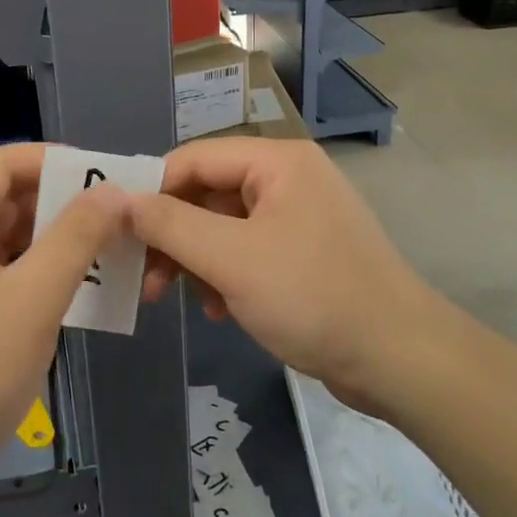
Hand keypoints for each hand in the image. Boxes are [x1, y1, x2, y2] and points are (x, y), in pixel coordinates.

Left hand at [0, 143, 127, 512]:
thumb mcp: (32, 299)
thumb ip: (76, 238)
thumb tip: (113, 191)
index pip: (2, 163)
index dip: (54, 159)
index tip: (105, 174)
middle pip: (7, 199)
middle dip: (63, 203)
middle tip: (118, 217)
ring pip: (10, 240)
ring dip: (57, 242)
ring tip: (110, 252)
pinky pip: (5, 276)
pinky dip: (41, 275)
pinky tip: (79, 293)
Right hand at [131, 139, 437, 411]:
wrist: (399, 359)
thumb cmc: (312, 296)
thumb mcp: (231, 259)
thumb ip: (169, 224)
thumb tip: (120, 200)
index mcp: (277, 162)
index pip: (193, 158)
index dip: (151, 190)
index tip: (117, 230)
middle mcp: (287, 179)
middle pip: (206, 194)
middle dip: (173, 236)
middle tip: (146, 278)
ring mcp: (297, 217)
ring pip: (222, 228)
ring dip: (197, 262)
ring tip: (185, 301)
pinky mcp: (303, 254)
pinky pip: (246, 252)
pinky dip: (225, 277)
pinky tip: (222, 311)